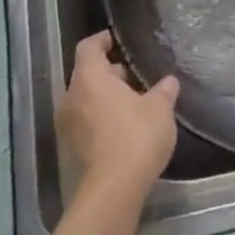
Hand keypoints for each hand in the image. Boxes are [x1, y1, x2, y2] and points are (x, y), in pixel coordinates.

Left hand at [59, 32, 179, 200]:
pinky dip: (98, 120)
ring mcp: (65, 127)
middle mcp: (70, 98)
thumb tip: (169, 81)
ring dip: (103, 99)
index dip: (102, 40)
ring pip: (84, 101)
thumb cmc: (135, 138)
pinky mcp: (67, 152)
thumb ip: (163, 91)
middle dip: (108, 74)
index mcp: (89, 78)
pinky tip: (122, 131)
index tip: (117, 41)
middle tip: (133, 78)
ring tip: (131, 106)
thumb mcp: (159, 110)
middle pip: (85, 75)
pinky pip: (83, 124)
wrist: (110, 193)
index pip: (88, 47)